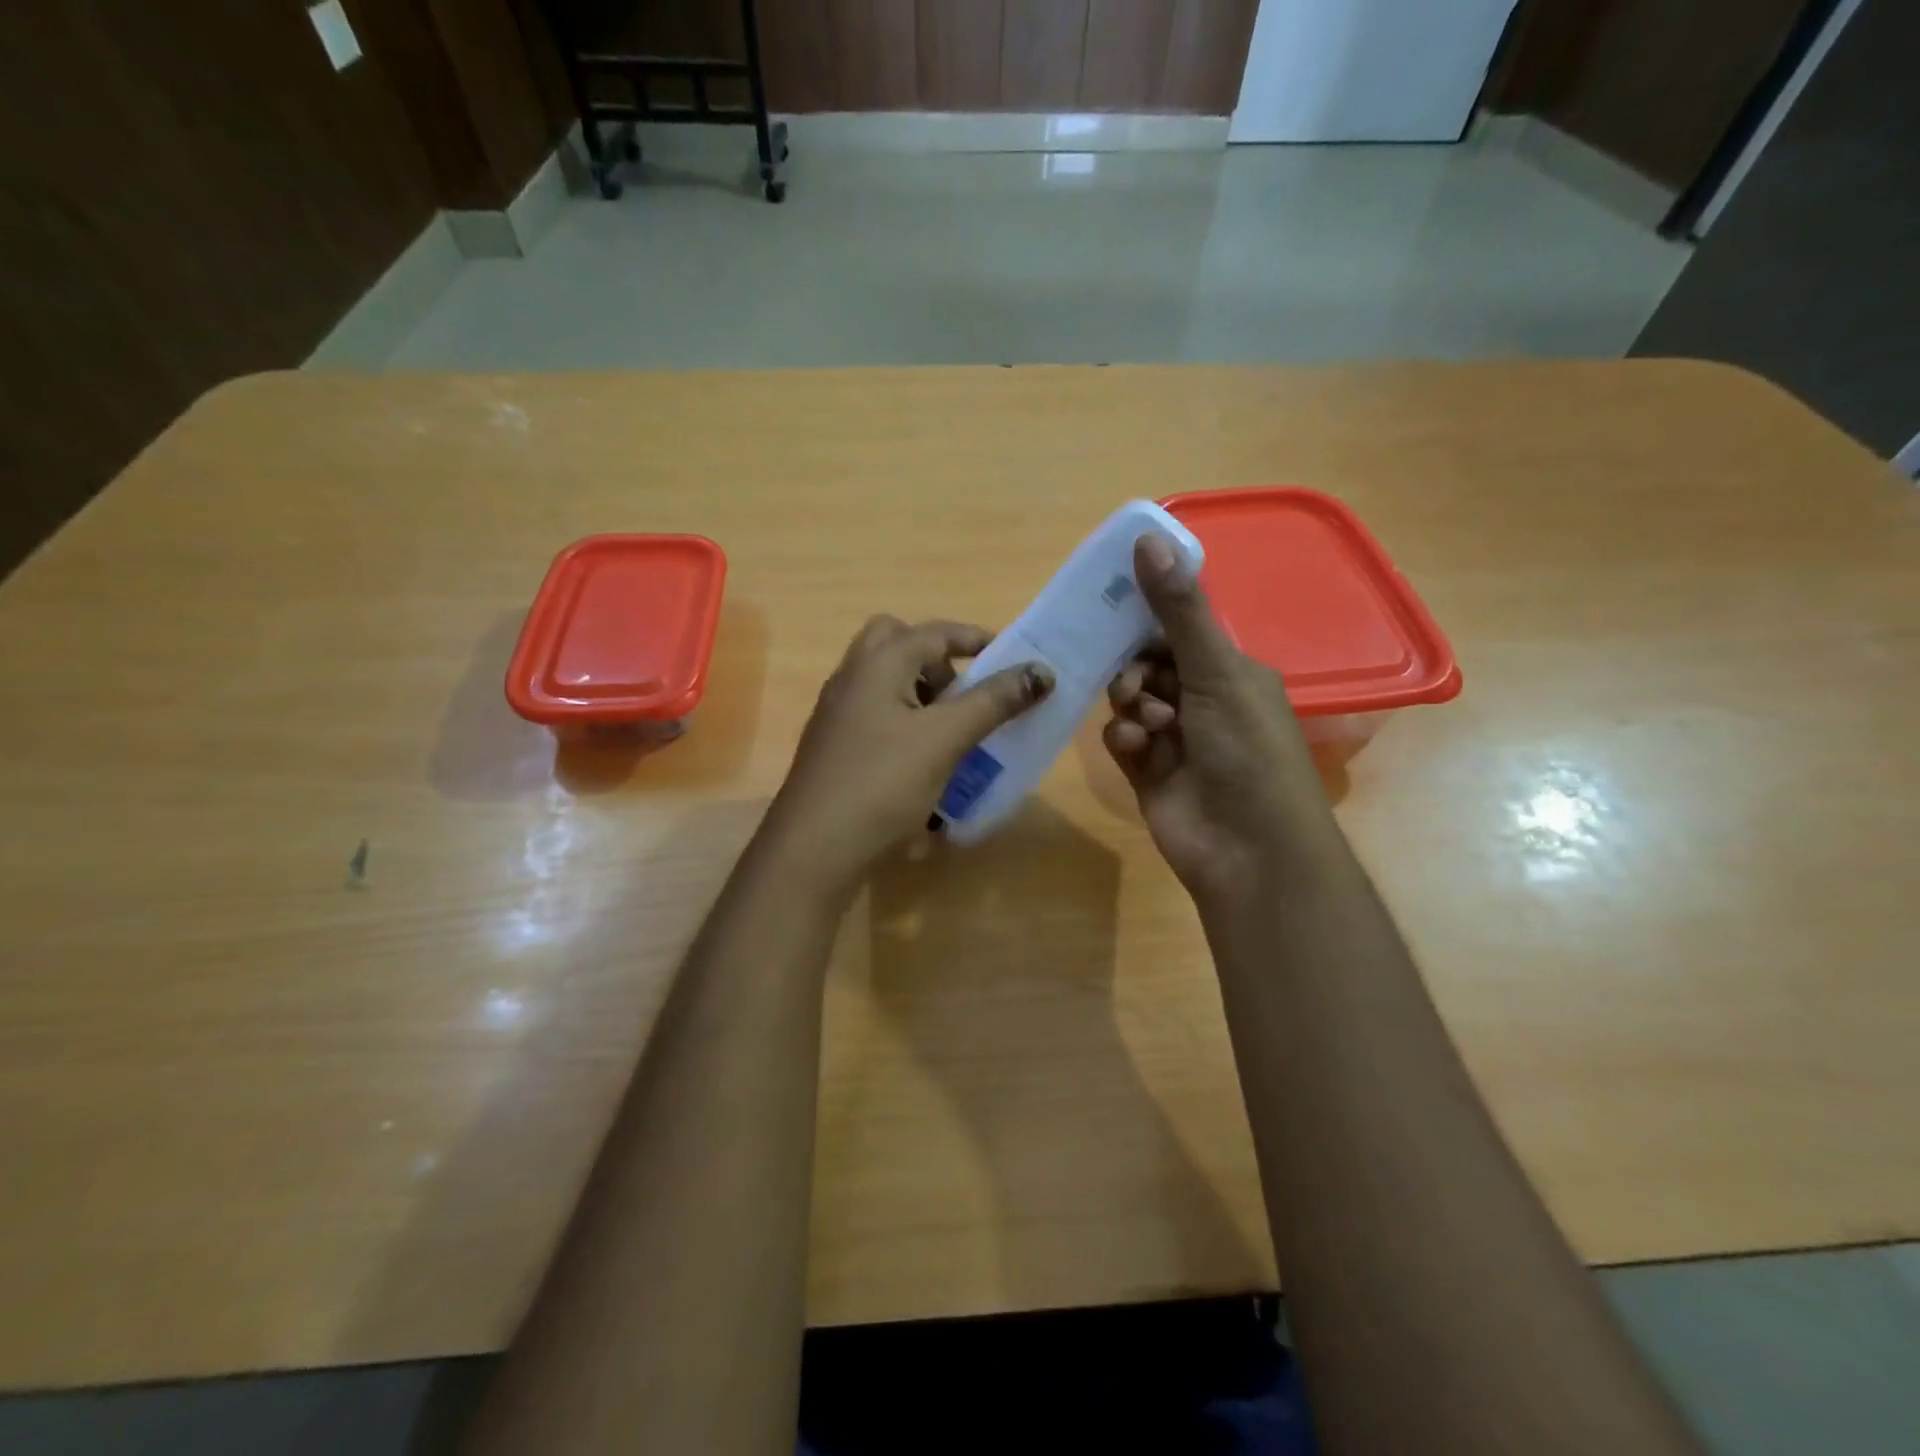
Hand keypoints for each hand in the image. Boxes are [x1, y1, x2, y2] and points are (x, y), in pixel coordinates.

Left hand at [764, 616, 1051, 896]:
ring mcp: (837, 714)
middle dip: (938, 661)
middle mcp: (852, 678)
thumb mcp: (946, 739)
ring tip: (951, 733)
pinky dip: (905, 723)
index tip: (1014, 661)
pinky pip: (876, 716)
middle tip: (964, 694)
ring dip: (922, 694)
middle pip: (897, 644)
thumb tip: (1042, 672)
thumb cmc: (882, 784)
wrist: (813, 849)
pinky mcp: (834, 747)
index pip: (935, 632)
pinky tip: (923, 764)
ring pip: (885, 682)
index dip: (977, 640)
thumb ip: (994, 702)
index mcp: (877, 664)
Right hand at [1104, 535, 1329, 910]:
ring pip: (1129, 702)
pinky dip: (1125, 740)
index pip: (1177, 629)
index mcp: (1229, 671)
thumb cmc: (1247, 751)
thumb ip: (1178, 610)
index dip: (1145, 617)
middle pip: (1146, 664)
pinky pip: (1122, 739)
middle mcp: (1203, 700)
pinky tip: (1138, 751)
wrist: (1248, 850)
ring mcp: (1174, 739)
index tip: (1108, 603)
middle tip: (1135, 684)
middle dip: (1135, 670)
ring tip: (1148, 726)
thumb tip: (1148, 539)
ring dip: (1132, 707)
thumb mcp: (1216, 670)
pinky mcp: (1149, 772)